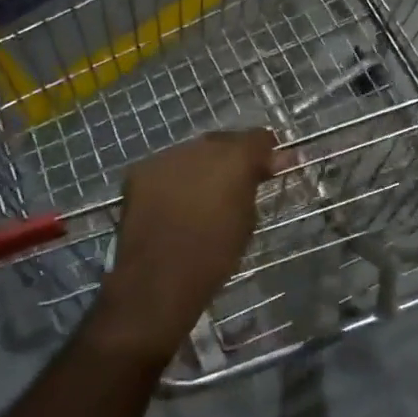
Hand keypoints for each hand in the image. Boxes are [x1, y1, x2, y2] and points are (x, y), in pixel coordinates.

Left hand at [90, 130, 278, 364]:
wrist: (158, 279)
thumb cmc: (215, 255)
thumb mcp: (248, 219)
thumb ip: (256, 183)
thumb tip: (277, 161)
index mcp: (235, 157)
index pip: (259, 137)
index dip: (265, 153)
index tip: (268, 170)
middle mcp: (202, 146)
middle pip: (224, 141)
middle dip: (231, 158)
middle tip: (233, 185)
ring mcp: (168, 156)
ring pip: (193, 153)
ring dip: (200, 167)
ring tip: (199, 197)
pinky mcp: (141, 170)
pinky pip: (166, 168)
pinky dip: (172, 180)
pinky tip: (171, 204)